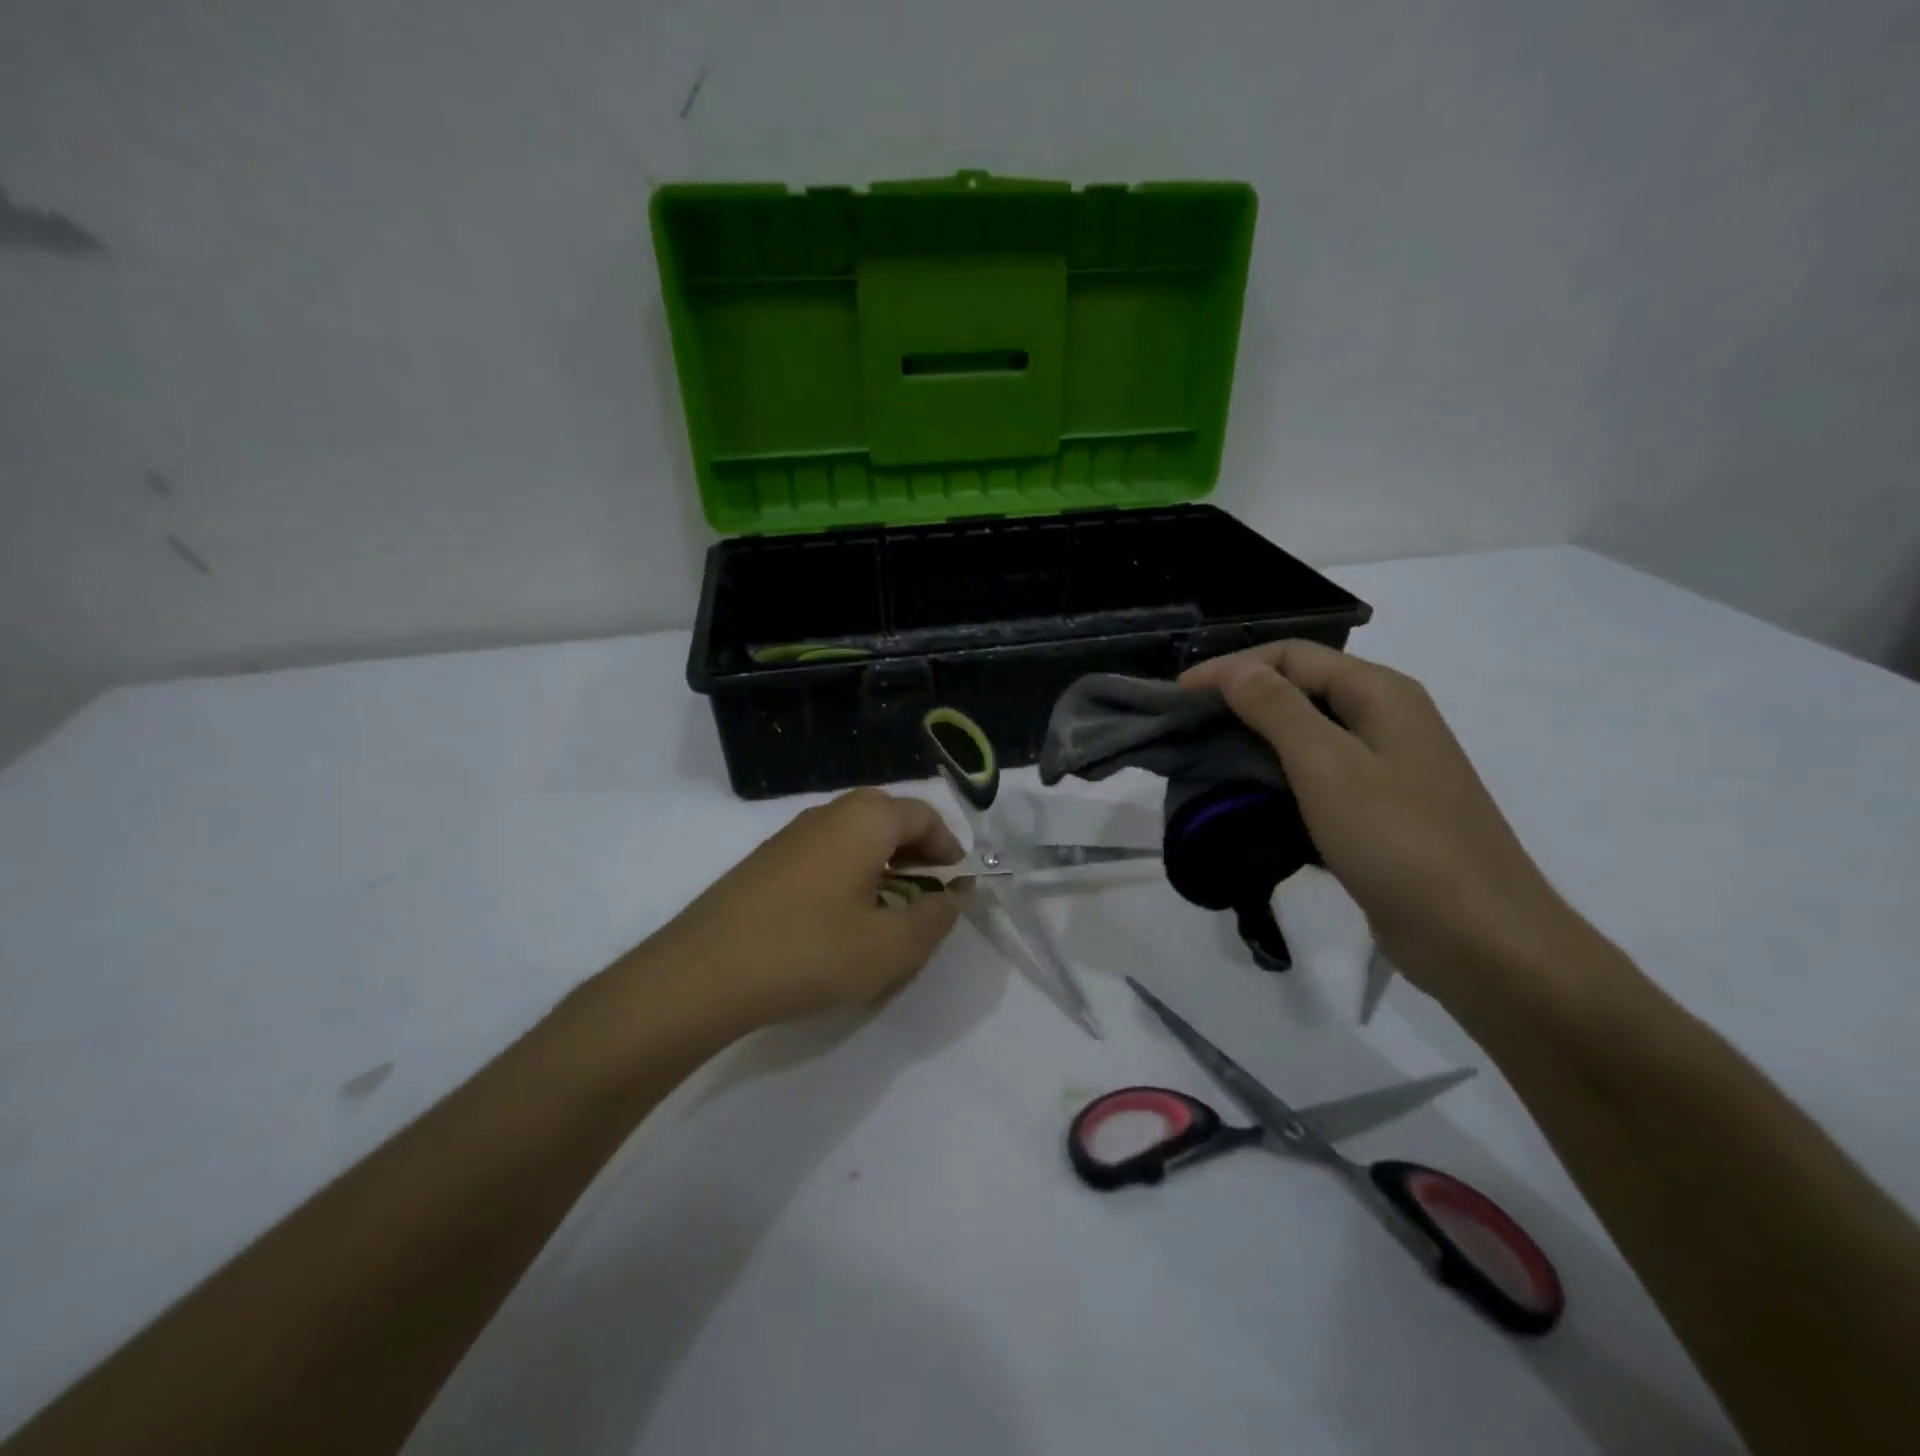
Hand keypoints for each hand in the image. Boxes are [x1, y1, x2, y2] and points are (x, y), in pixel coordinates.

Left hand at [637, 789, 966, 1029]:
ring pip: (856, 837)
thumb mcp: (891, 946)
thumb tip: (954, 895)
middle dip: (918, 854)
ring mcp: (793, 834)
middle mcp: (830, 813)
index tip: (958, 887)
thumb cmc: (811, 951)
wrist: (703, 972)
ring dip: (885, 866)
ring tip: (890, 913)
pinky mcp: (767, 860)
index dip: (951, 849)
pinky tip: (843, 920)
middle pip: (890, 820)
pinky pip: (827, 854)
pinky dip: (851, 875)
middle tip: (929, 897)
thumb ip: (936, 918)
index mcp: (866, 819)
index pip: (925, 816)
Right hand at [1181, 640, 1587, 1001]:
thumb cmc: (1400, 841)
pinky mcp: (1380, 812)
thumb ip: (1277, 709)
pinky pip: (1319, 779)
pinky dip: (1279, 780)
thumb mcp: (1328, 765)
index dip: (1230, 668)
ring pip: (1307, 736)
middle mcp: (1386, 720)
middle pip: (1300, 690)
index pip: (1291, 656)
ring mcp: (1387, 768)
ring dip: (1255, 742)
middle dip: (1239, 702)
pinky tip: (1249, 801)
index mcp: (1380, 694)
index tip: (1178, 696)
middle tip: (1187, 728)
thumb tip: (1236, 670)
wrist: (1480, 938)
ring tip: (1207, 762)